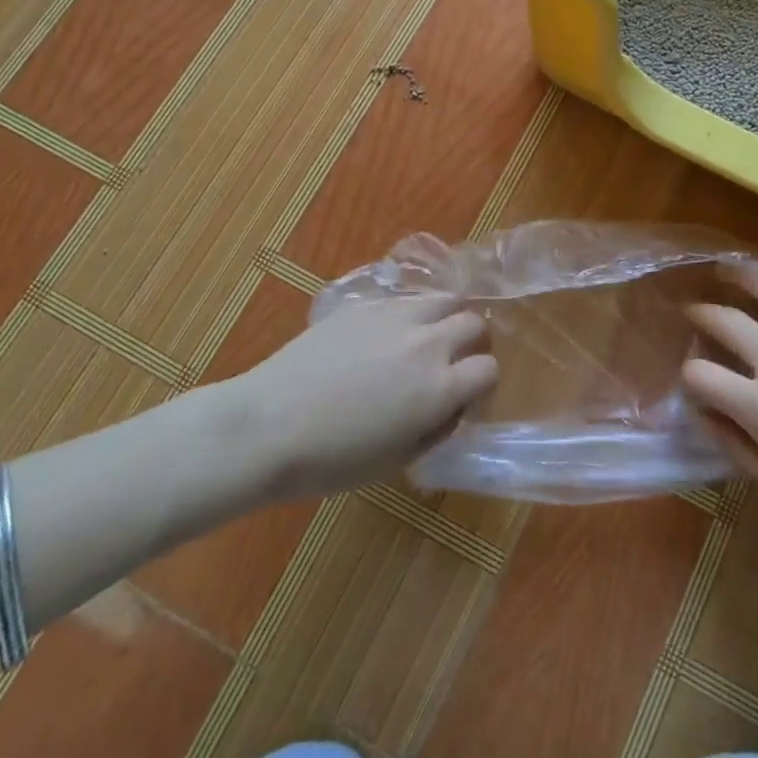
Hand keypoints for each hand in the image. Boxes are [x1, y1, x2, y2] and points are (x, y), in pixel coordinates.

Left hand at [232, 294, 497, 499]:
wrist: (269, 425)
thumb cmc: (333, 459)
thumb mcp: (398, 459)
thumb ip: (436, 427)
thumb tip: (450, 406)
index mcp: (439, 387)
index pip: (489, 368)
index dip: (483, 383)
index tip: (467, 395)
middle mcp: (426, 343)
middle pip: (473, 322)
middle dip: (472, 342)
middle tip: (452, 362)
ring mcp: (394, 316)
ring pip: (443, 298)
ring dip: (446, 317)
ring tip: (427, 337)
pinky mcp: (363, 305)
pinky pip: (404, 299)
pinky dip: (411, 313)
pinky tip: (388, 334)